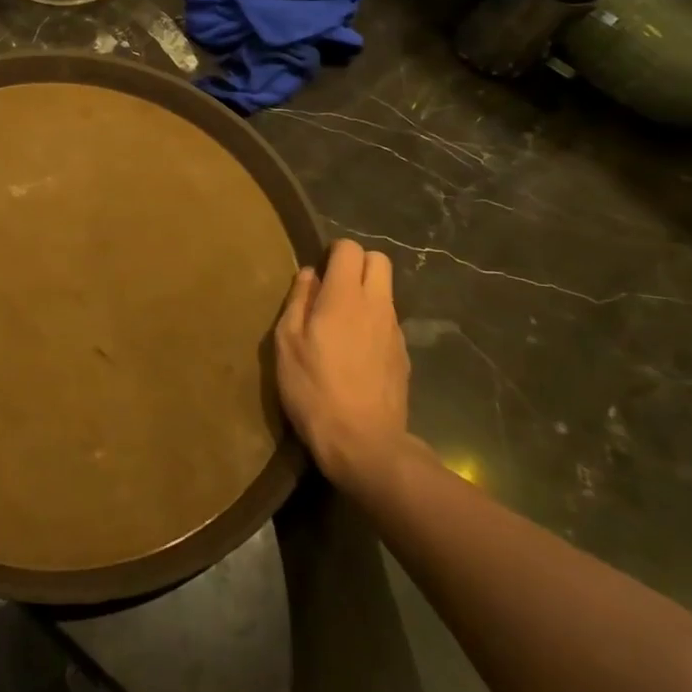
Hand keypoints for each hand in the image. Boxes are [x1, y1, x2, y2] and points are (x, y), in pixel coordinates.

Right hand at [275, 239, 411, 492]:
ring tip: (340, 323)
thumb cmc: (314, 389)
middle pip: (379, 260)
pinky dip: (373, 322)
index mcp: (344, 297)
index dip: (333, 251)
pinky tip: (355, 351)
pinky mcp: (403, 355)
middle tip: (332, 288)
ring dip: (365, 294)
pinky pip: (388, 321)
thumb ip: (298, 301)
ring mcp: (395, 330)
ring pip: (385, 291)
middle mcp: (376, 305)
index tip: (317, 271)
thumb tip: (309, 274)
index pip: (350, 249)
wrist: (364, 443)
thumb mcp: (287, 343)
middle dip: (356, 264)